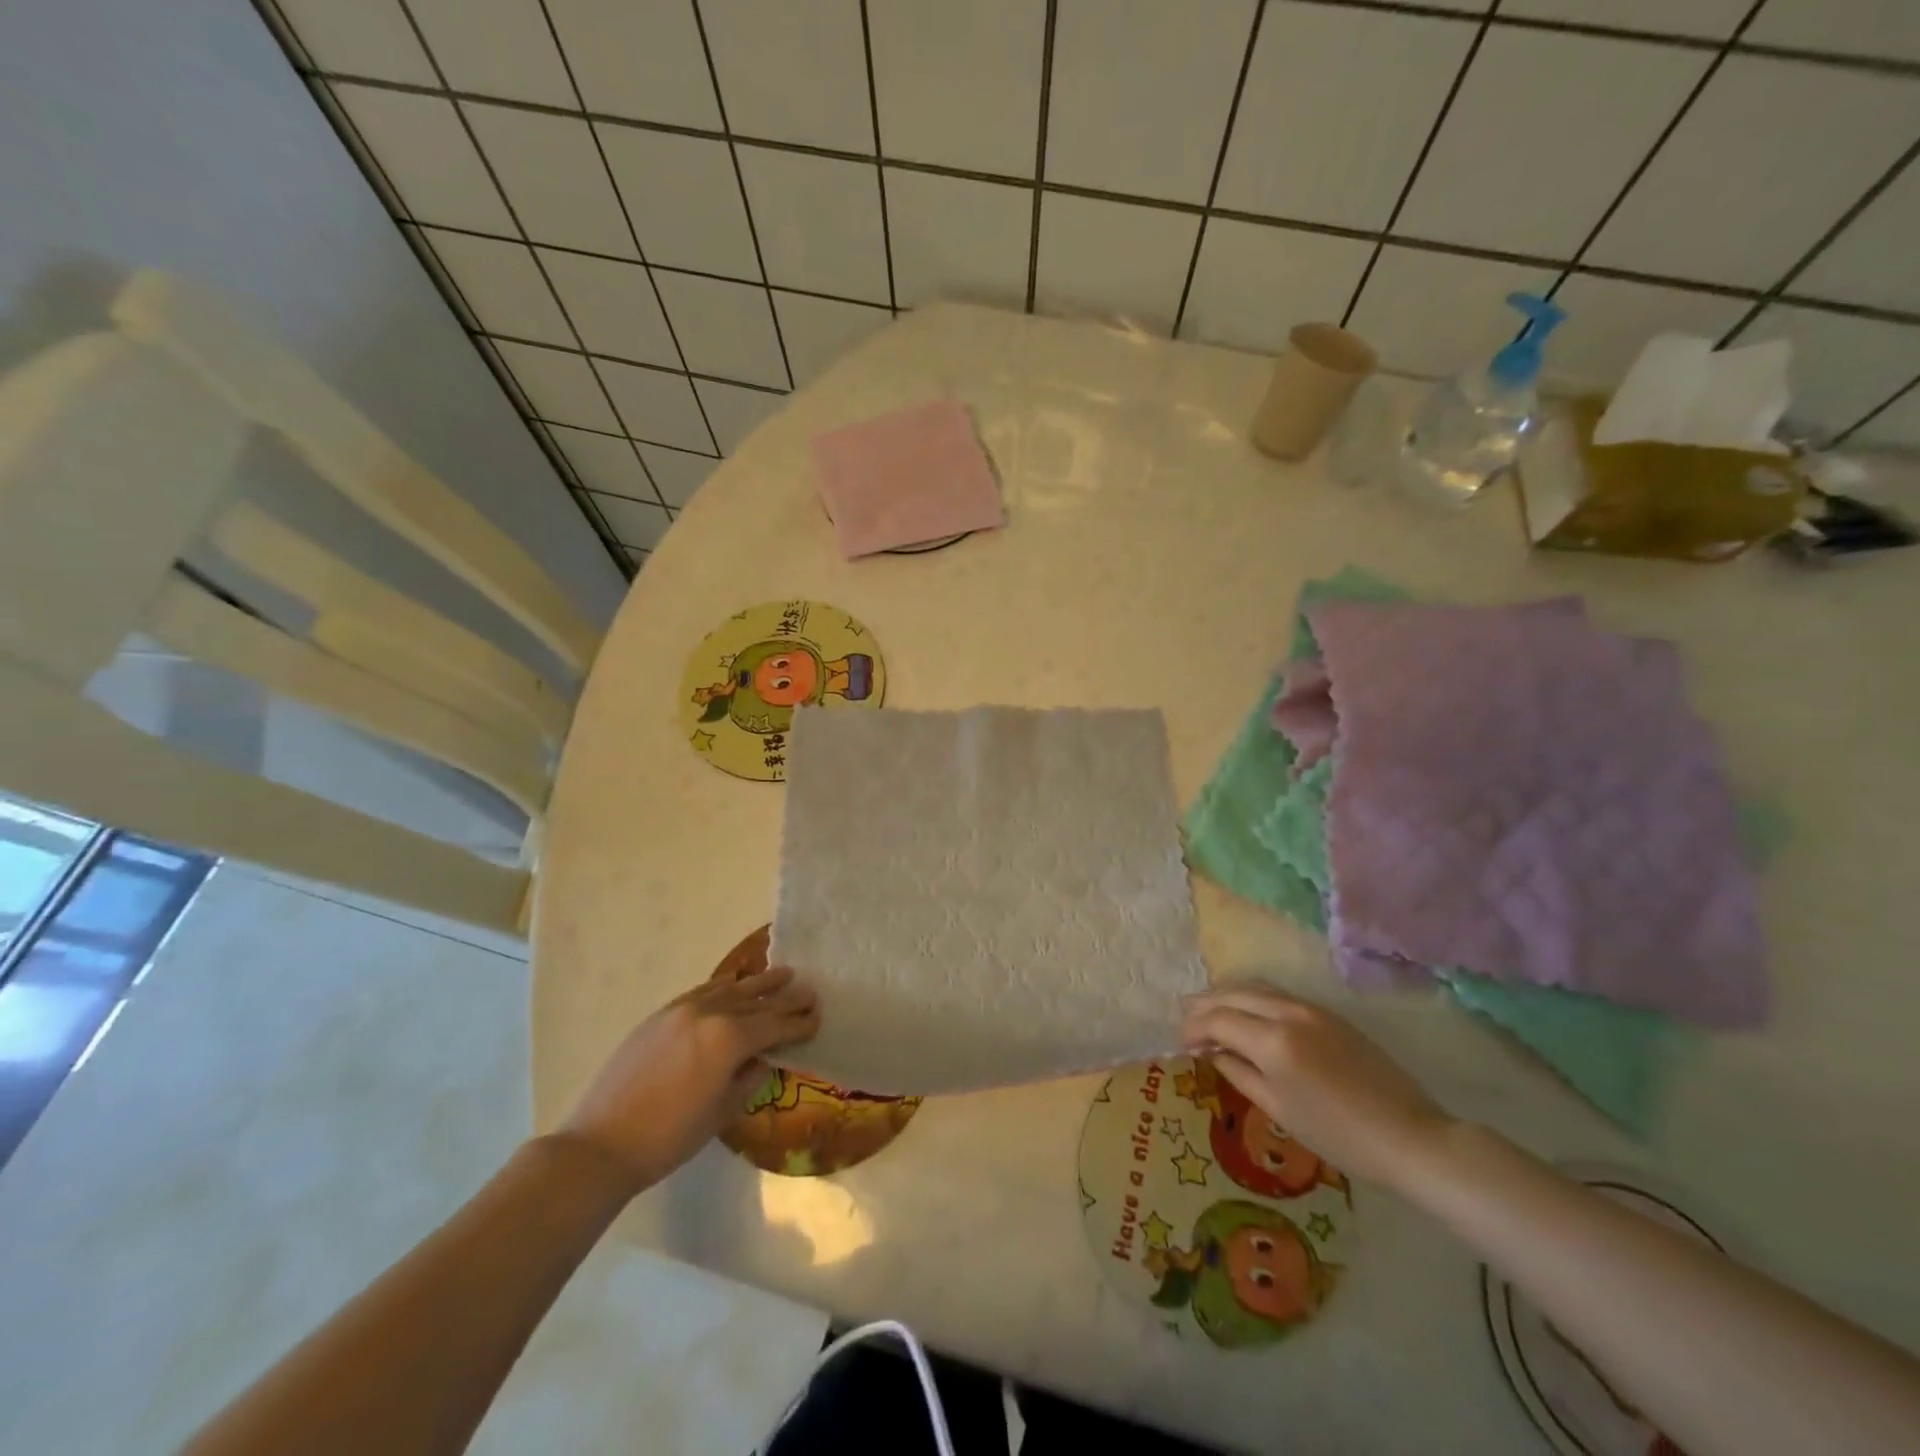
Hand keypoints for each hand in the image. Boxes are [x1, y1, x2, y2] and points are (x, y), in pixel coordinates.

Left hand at [555, 965, 819, 1193]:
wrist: (602, 1144)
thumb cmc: (670, 1138)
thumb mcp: (722, 1112)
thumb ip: (750, 1077)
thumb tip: (765, 1058)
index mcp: (729, 1039)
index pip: (774, 1026)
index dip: (799, 1023)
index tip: (818, 1018)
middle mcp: (710, 1013)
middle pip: (757, 1002)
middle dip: (786, 998)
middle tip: (810, 992)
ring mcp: (683, 1009)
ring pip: (732, 989)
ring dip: (760, 983)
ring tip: (784, 973)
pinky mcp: (662, 1014)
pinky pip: (703, 991)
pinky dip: (724, 986)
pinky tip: (734, 983)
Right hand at [1181, 986, 1451, 1190]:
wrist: (1409, 1136)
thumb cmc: (1340, 1136)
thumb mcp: (1279, 1110)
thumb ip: (1240, 1074)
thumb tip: (1213, 1053)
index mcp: (1273, 1041)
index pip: (1218, 1020)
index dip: (1193, 1028)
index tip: (1181, 1043)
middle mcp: (1288, 1013)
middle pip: (1233, 994)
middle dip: (1204, 1005)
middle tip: (1186, 1020)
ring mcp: (1310, 1008)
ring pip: (1256, 987)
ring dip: (1228, 995)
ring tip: (1210, 1011)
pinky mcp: (1328, 1012)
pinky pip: (1278, 994)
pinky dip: (1253, 998)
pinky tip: (1247, 1014)